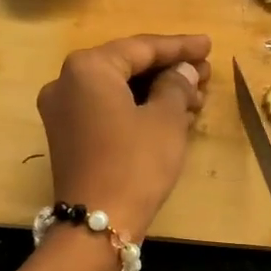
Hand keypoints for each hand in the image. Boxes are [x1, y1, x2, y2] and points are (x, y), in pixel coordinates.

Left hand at [37, 34, 211, 238]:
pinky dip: (136, 108)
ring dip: (156, 91)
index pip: (141, 48)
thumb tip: (184, 71)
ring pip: (117, 89)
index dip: (179, 47)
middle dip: (168, 70)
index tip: (208, 45)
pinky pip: (106, 109)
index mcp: (88, 67)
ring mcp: (62, 111)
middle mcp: (66, 82)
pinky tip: (170, 114)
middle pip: (126, 66)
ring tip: (196, 97)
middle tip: (206, 73)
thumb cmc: (135, 163)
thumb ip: (177, 85)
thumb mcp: (166, 120)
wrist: (97, 224)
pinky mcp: (67, 136)